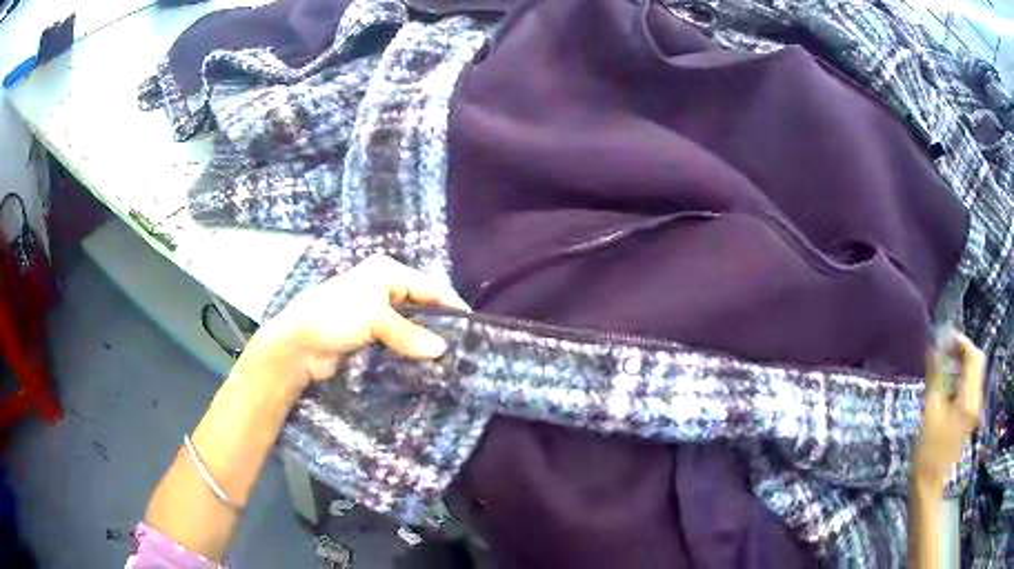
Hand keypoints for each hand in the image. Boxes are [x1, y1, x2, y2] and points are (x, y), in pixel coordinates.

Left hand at [240, 255, 469, 391]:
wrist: (298, 345)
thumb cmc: (334, 317)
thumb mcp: (374, 317)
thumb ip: (410, 332)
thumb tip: (442, 349)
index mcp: (386, 272)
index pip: (429, 286)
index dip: (451, 305)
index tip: (472, 328)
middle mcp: (384, 288)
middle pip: (422, 305)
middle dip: (440, 324)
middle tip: (462, 348)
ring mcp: (376, 313)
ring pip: (411, 325)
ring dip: (425, 340)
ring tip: (449, 359)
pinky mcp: (370, 335)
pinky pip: (399, 341)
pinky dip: (411, 350)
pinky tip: (424, 363)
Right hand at [913, 333, 984, 484]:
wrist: (930, 487)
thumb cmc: (928, 454)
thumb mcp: (930, 413)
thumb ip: (936, 376)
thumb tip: (934, 346)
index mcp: (969, 399)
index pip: (973, 356)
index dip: (961, 342)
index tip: (944, 339)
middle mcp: (977, 400)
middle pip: (977, 362)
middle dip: (963, 350)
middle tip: (945, 350)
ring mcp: (975, 410)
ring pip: (976, 373)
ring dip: (963, 363)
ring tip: (945, 366)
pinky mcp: (971, 417)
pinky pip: (972, 387)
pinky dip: (963, 378)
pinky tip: (949, 386)